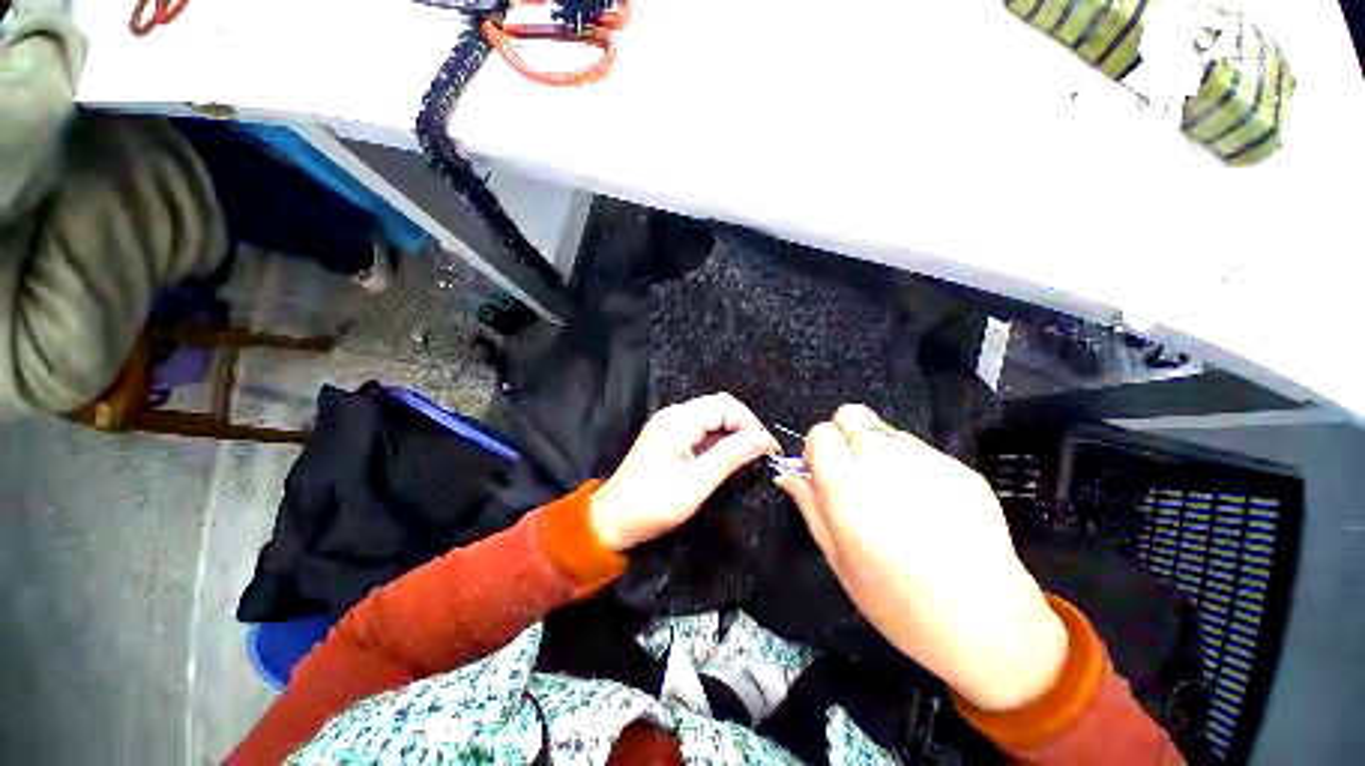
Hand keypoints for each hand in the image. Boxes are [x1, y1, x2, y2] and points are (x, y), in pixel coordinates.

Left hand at [591, 393, 779, 552]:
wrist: (611, 522)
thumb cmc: (652, 504)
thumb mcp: (696, 483)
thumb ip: (730, 456)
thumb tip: (762, 439)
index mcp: (678, 420)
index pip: (725, 405)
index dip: (749, 423)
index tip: (767, 448)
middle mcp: (674, 416)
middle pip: (718, 408)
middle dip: (743, 427)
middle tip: (760, 454)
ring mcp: (670, 427)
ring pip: (711, 421)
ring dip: (732, 435)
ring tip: (748, 459)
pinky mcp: (669, 440)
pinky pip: (701, 433)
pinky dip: (718, 443)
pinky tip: (726, 460)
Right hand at [775, 405, 1067, 711]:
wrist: (991, 628)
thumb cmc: (900, 604)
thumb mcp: (839, 560)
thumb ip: (810, 506)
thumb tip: (788, 473)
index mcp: (850, 490)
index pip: (821, 432)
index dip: (817, 449)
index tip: (823, 472)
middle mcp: (887, 465)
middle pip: (852, 415)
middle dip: (845, 438)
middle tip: (854, 476)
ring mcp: (930, 463)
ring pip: (886, 430)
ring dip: (877, 450)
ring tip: (892, 495)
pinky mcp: (962, 469)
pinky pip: (920, 450)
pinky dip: (911, 465)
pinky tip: (925, 505)